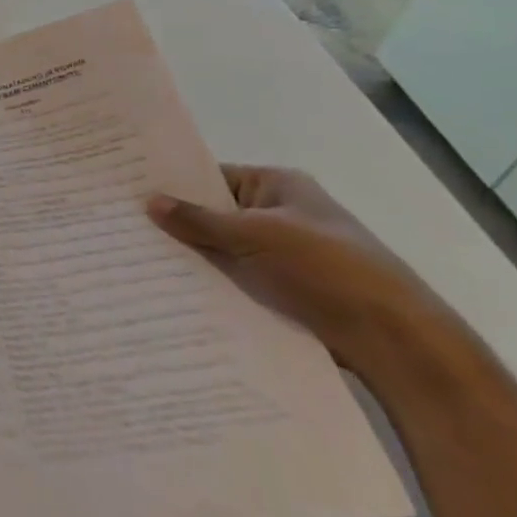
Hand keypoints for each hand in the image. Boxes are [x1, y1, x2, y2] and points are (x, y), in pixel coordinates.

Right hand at [146, 165, 435, 368]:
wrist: (396, 341)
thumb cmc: (328, 269)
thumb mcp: (256, 235)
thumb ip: (199, 220)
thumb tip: (149, 201)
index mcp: (279, 186)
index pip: (211, 176)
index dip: (172, 184)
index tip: (127, 191)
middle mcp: (279, 213)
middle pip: (213, 213)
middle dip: (175, 222)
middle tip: (120, 225)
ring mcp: (281, 254)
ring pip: (220, 249)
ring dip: (189, 256)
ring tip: (134, 257)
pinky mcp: (282, 290)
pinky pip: (233, 278)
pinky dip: (208, 282)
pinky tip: (169, 287)